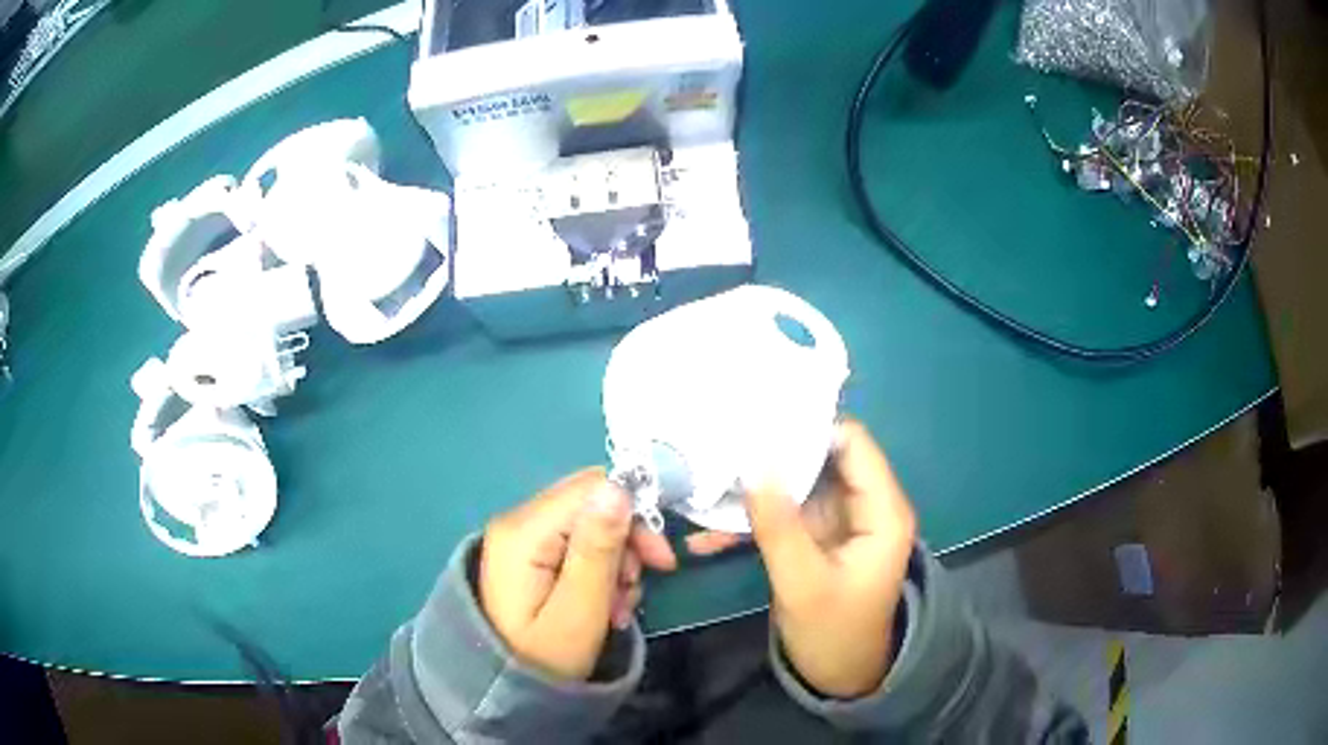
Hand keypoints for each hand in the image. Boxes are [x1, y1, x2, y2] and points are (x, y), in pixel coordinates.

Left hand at [479, 468, 677, 680]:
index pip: (592, 489)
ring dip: (616, 563)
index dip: (635, 515)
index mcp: (524, 531)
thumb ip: (598, 549)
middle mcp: (518, 522)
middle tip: (637, 588)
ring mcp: (520, 538)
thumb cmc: (542, 658)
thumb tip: (619, 487)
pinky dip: (599, 571)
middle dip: (627, 543)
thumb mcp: (579, 610)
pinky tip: (605, 605)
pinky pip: (576, 545)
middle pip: (591, 503)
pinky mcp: (528, 555)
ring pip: (589, 525)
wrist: (501, 691)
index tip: (661, 561)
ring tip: (618, 608)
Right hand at [688, 420, 916, 697]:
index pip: (852, 443)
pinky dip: (749, 522)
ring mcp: (836, 521)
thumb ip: (779, 525)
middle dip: (770, 458)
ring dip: (752, 493)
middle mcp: (863, 505)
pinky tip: (705, 537)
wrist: (840, 676)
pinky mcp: (814, 537)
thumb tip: (754, 464)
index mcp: (881, 511)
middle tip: (716, 451)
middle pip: (818, 459)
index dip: (808, 430)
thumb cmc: (834, 633)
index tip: (755, 428)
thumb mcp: (804, 584)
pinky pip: (781, 516)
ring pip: (793, 487)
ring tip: (701, 491)